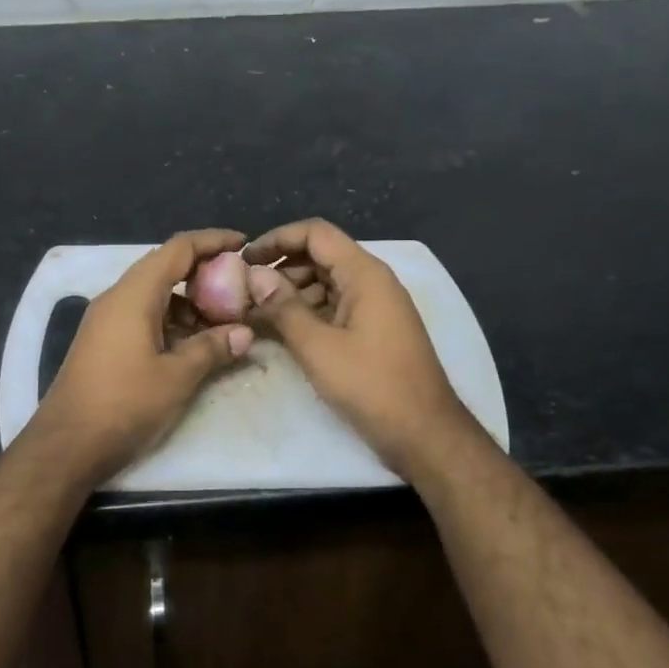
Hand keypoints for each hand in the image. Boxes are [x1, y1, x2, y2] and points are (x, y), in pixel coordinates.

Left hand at [30, 230, 255, 484]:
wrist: (67, 444)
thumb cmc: (125, 404)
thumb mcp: (177, 377)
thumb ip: (212, 348)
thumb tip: (244, 333)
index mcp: (134, 294)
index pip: (177, 249)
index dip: (212, 241)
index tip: (243, 243)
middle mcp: (117, 297)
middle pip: (164, 267)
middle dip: (203, 272)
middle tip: (238, 287)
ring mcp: (106, 319)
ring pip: (154, 293)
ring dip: (188, 300)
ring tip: (222, 318)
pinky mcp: (103, 341)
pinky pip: (142, 314)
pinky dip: (170, 319)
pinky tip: (192, 342)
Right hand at [244, 219, 476, 477]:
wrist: (424, 434)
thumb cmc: (371, 386)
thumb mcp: (319, 347)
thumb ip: (284, 308)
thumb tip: (255, 276)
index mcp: (364, 274)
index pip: (315, 234)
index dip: (277, 239)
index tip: (244, 259)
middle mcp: (372, 282)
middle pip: (319, 256)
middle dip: (280, 268)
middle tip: (244, 291)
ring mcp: (374, 307)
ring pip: (325, 283)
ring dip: (291, 292)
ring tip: (255, 313)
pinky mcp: (373, 331)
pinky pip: (334, 307)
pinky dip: (307, 313)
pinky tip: (281, 330)